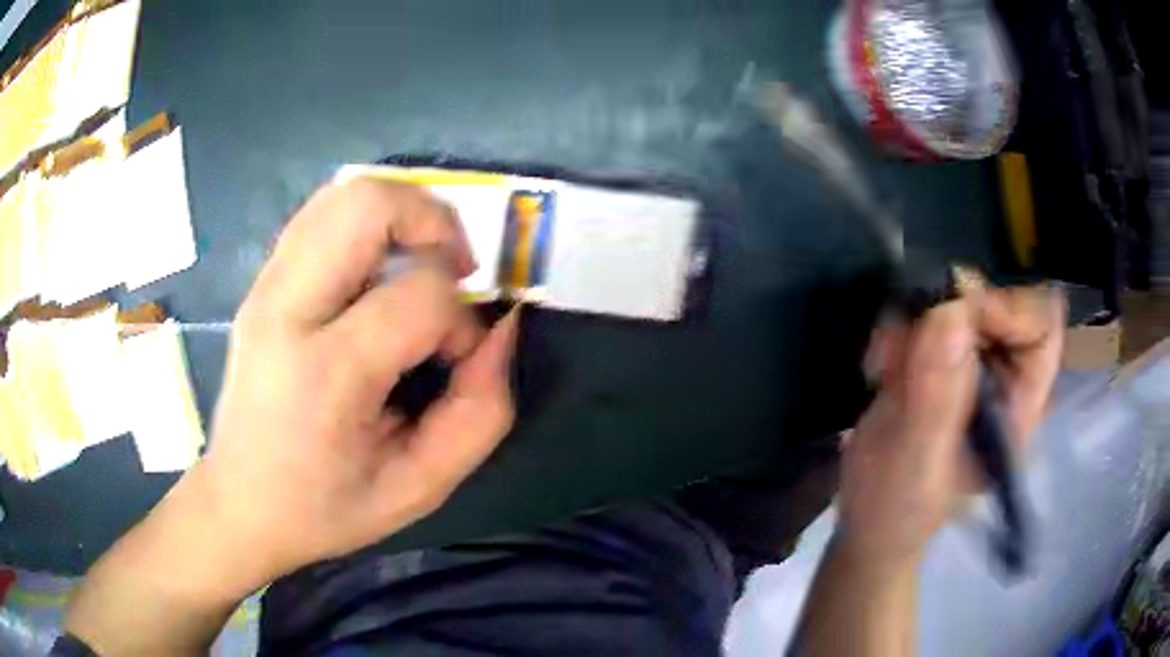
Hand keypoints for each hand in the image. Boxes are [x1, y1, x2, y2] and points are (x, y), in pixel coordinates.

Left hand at [195, 177, 518, 582]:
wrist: (239, 503)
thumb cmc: (326, 508)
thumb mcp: (418, 488)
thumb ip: (479, 414)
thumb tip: (500, 329)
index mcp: (325, 374)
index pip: (419, 296)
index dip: (460, 322)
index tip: (455, 361)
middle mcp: (286, 310)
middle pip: (367, 203)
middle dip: (433, 220)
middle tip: (452, 268)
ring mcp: (265, 288)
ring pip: (342, 194)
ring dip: (401, 214)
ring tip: (418, 264)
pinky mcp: (260, 282)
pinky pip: (321, 215)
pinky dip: (367, 223)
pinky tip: (377, 272)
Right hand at [841, 285, 1063, 566]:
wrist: (867, 521)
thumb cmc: (899, 510)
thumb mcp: (917, 463)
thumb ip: (936, 398)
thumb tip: (952, 313)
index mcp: (1017, 407)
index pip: (1042, 330)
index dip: (1009, 308)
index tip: (960, 311)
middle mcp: (1002, 378)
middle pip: (999, 302)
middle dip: (952, 308)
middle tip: (909, 339)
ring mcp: (969, 365)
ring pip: (958, 301)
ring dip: (917, 319)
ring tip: (886, 364)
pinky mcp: (937, 360)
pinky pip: (924, 314)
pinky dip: (898, 328)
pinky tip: (879, 367)